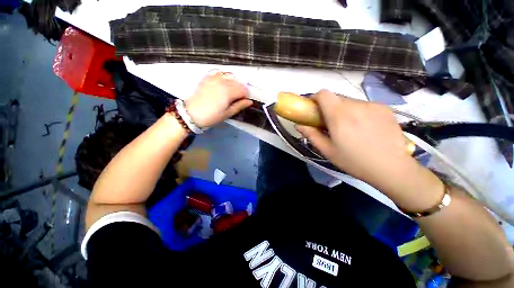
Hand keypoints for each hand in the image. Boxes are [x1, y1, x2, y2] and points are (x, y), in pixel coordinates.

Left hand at [185, 72, 252, 127]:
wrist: (191, 114)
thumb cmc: (211, 116)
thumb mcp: (227, 114)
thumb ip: (239, 106)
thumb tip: (250, 101)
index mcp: (228, 92)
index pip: (243, 90)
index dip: (246, 96)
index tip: (244, 101)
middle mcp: (222, 82)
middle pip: (238, 83)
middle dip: (241, 90)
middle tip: (239, 98)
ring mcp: (214, 78)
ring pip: (230, 76)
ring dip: (234, 83)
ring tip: (232, 91)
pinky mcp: (207, 78)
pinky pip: (219, 73)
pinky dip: (224, 77)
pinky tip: (223, 83)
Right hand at [296, 90, 442, 210]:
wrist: (392, 168)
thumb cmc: (354, 161)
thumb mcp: (328, 151)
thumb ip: (311, 135)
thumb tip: (299, 125)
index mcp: (339, 116)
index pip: (324, 94)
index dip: (315, 98)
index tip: (313, 108)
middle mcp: (356, 105)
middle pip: (336, 98)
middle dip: (329, 107)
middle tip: (330, 123)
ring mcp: (372, 105)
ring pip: (350, 102)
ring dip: (344, 110)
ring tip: (349, 128)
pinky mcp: (385, 108)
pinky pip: (364, 105)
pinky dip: (358, 112)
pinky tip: (364, 128)